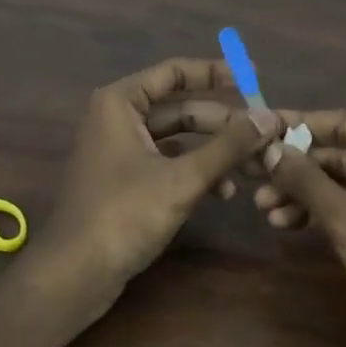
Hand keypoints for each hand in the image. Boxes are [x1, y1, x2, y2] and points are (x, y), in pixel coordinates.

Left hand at [37, 58, 282, 322]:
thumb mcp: (183, 179)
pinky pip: (168, 163)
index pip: (174, 72)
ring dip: (214, 151)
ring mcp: (120, 150)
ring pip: (177, 138)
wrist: (75, 274)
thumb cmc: (124, 215)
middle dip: (223, 123)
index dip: (215, 72)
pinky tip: (225, 192)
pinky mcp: (125, 180)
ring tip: (254, 167)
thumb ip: (228, 146)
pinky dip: (195, 172)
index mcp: (120, 103)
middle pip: (180, 108)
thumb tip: (270, 117)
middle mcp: (117, 118)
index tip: (253, 78)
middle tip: (265, 133)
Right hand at [255, 110, 345, 346]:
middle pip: (341, 155)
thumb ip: (305, 179)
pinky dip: (320, 213)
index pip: (344, 124)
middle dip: (297, 169)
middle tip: (253, 176)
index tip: (260, 129)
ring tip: (262, 208)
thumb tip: (268, 149)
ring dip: (303, 194)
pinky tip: (285, 223)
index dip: (299, 126)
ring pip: (342, 185)